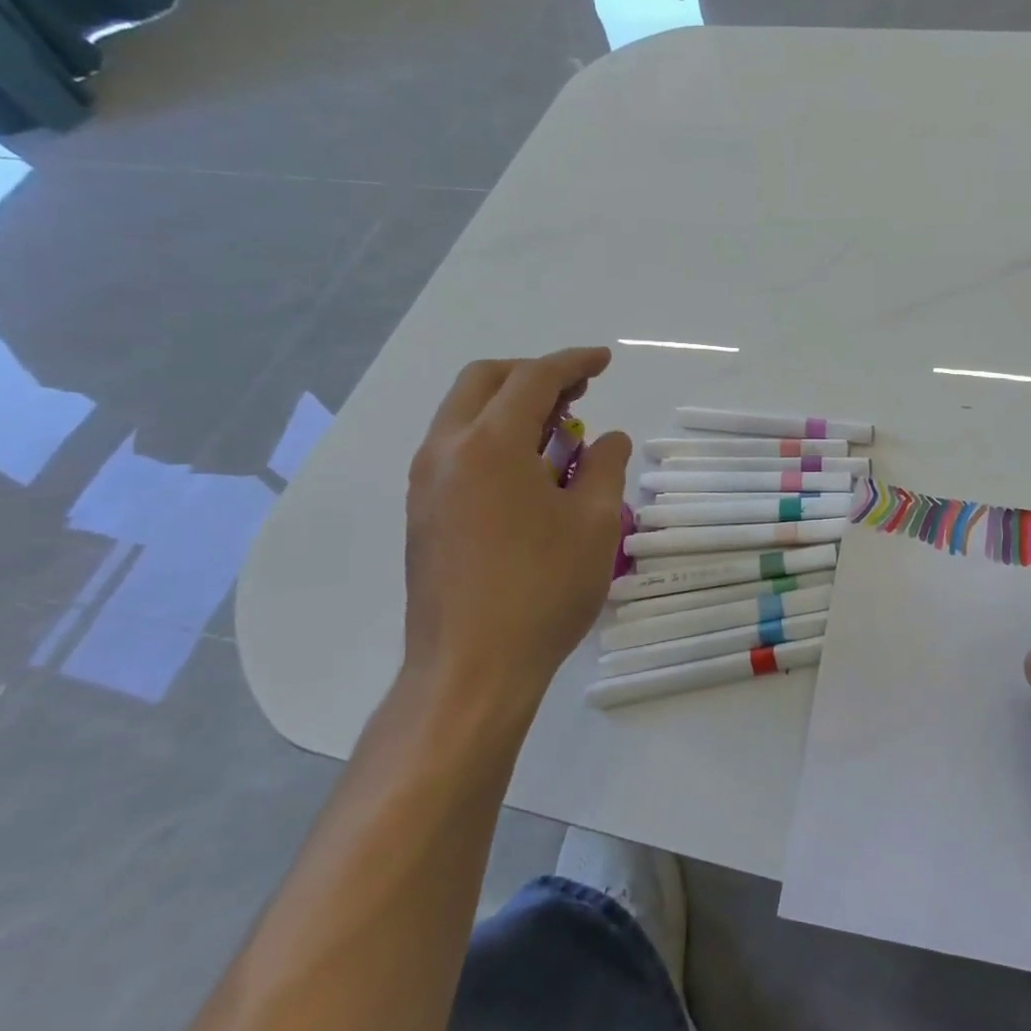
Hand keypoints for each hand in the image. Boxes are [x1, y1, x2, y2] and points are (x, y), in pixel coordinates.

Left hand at [402, 348, 630, 722]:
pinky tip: (529, 472)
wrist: (470, 670)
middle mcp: (446, 451)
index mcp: (489, 444)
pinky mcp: (423, 513)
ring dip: (511, 406)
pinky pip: (456, 449)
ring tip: (559, 431)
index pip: (533, 378)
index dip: (573, 362)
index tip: (604, 361)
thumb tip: (607, 439)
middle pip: (485, 381)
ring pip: (464, 414)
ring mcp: (426, 483)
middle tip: (578, 390)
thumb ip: (605, 466)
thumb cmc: (542, 589)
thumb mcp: (595, 523)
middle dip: (533, 374)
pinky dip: (493, 438)